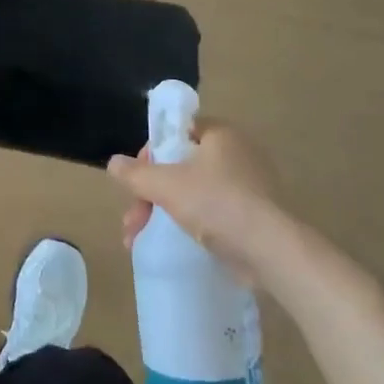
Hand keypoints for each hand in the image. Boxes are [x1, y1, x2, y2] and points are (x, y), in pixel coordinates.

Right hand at [107, 119, 285, 284]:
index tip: (136, 178)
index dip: (151, 153)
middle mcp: (237, 155)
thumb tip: (113, 164)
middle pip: (179, 167)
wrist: (270, 251)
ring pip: (191, 193)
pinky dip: (186, 226)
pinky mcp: (252, 218)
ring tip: (137, 240)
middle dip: (148, 194)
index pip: (177, 131)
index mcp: (221, 135)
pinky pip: (210, 214)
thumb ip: (135, 174)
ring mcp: (248, 188)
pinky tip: (166, 245)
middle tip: (132, 219)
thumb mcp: (165, 184)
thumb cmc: (216, 203)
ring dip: (159, 213)